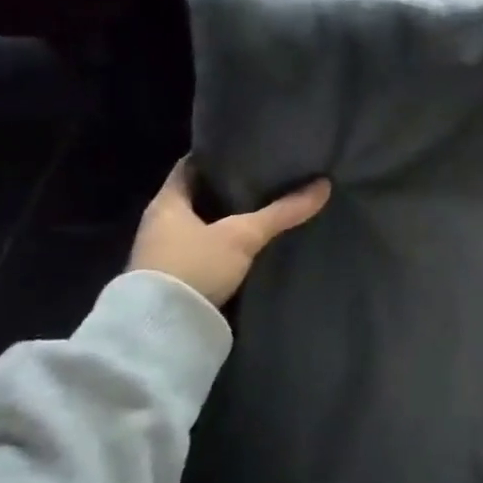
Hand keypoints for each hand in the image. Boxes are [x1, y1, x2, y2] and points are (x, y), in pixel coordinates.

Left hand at [130, 159, 330, 305]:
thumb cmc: (194, 266)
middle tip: (262, 180)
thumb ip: (282, 211)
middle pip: (195, 197)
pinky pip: (202, 252)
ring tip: (261, 212)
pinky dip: (222, 247)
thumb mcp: (243, 235)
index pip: (190, 167)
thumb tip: (324, 185)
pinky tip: (248, 247)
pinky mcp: (173, 282)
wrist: (161, 331)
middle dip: (225, 190)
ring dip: (223, 222)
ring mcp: (162, 255)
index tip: (244, 150)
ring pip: (199, 227)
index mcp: (166, 203)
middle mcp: (159, 225)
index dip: (215, 156)